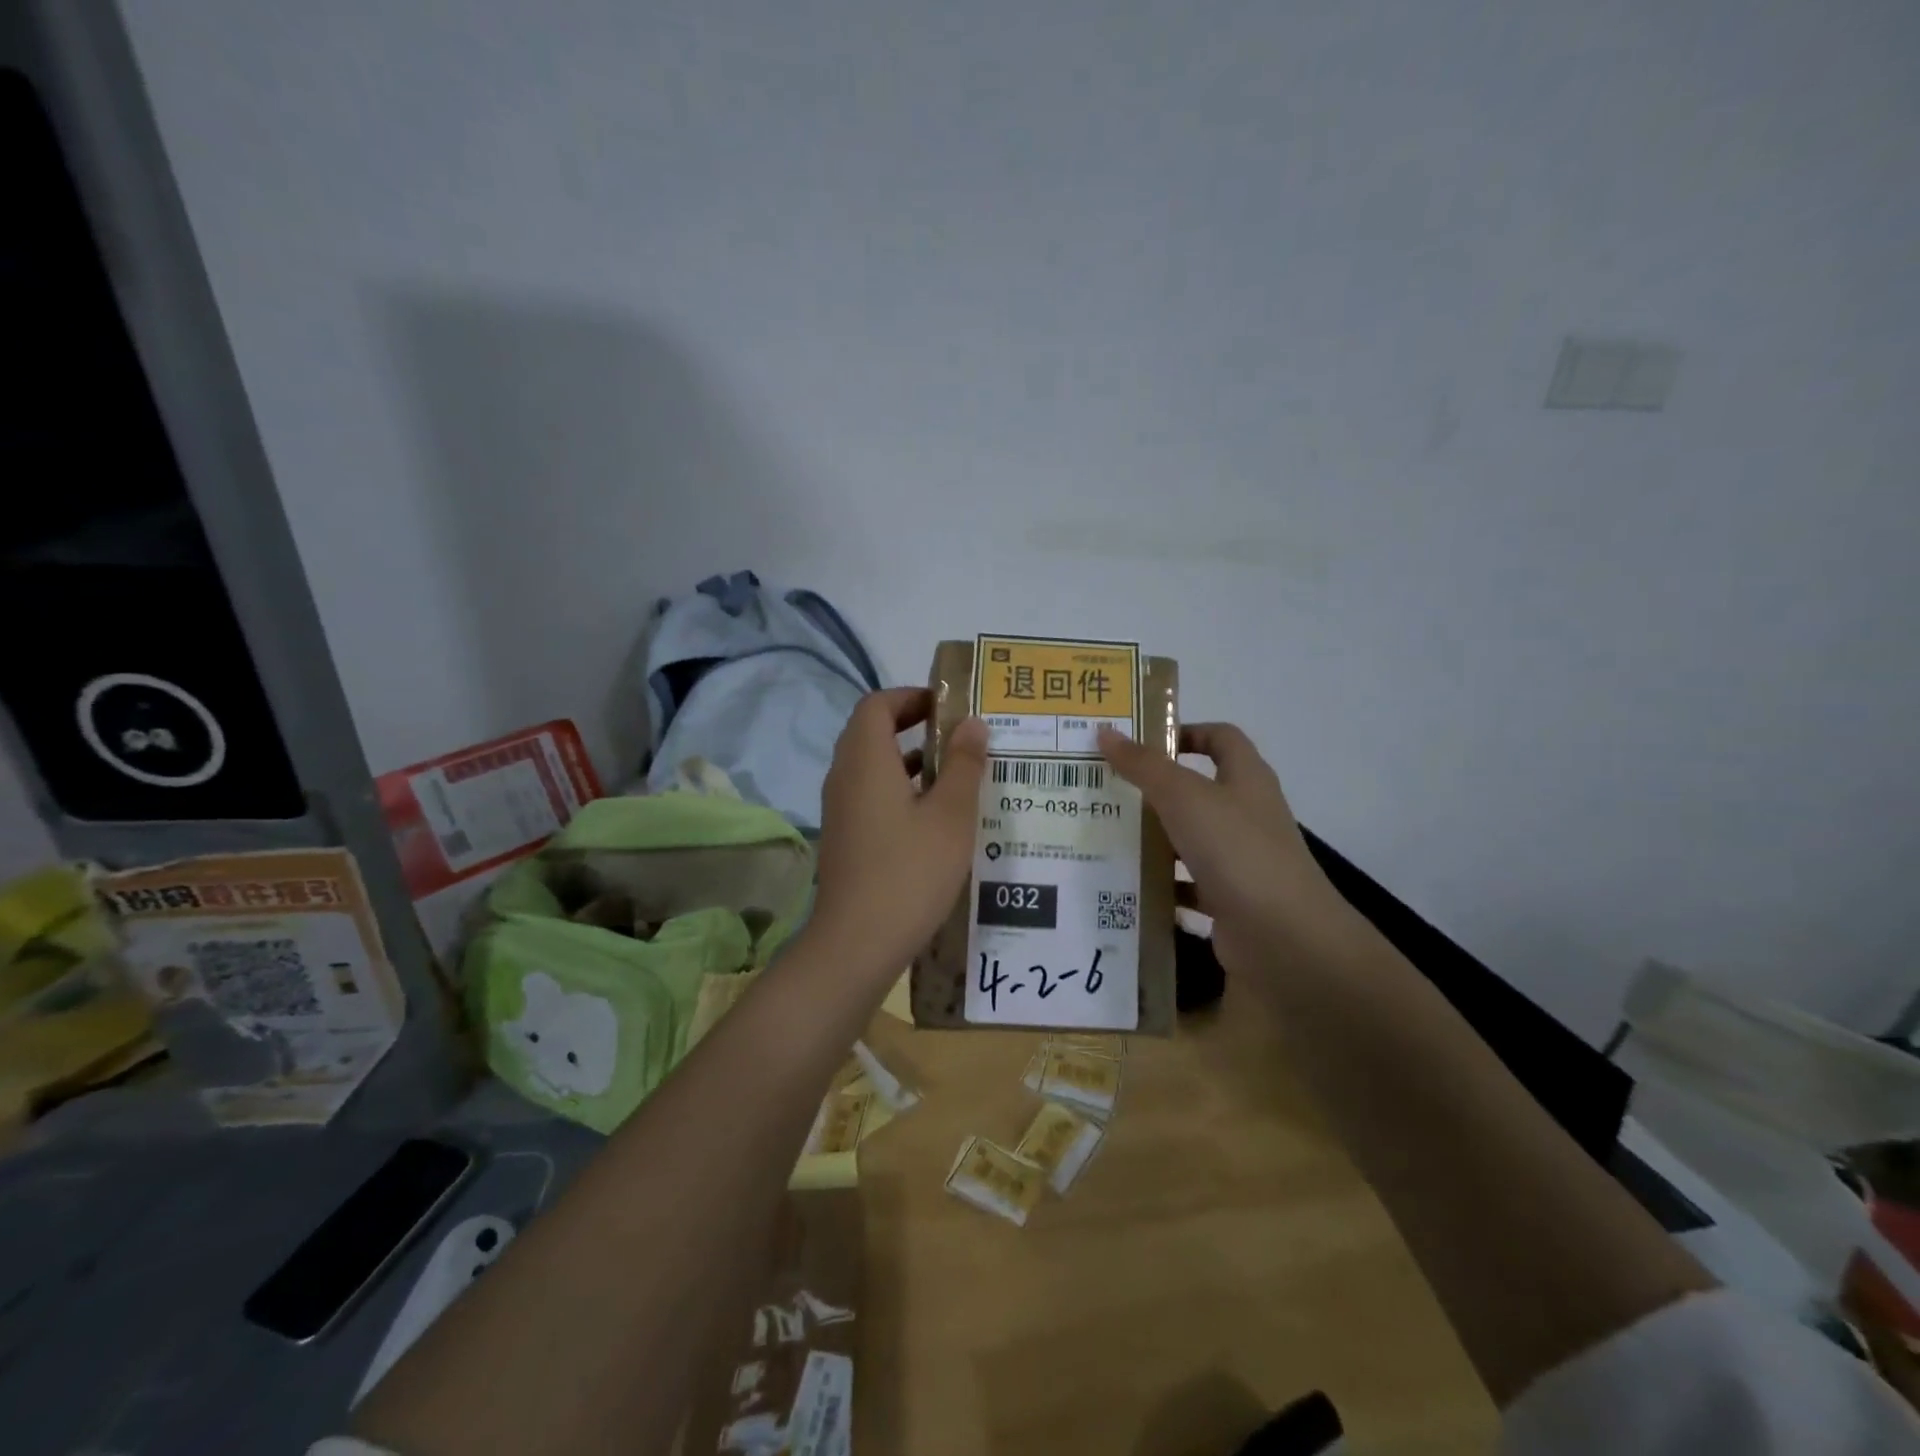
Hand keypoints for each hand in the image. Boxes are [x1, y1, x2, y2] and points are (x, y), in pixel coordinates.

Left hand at [809, 688, 988, 972]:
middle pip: (872, 732)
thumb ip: (963, 764)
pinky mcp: (844, 837)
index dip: (911, 696)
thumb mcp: (951, 815)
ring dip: (909, 760)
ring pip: (872, 766)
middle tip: (959, 736)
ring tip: (956, 773)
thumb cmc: (910, 871)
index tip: (949, 706)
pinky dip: (900, 790)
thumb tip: (972, 723)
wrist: (857, 943)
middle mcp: (845, 776)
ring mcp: (840, 809)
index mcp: (865, 760)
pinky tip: (935, 817)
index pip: (877, 704)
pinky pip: (870, 795)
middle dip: (914, 726)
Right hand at [1097, 722, 1361, 977]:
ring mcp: (1239, 860)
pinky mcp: (1228, 900)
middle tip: (1104, 789)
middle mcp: (1246, 815)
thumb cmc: (1237, 850)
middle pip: (1197, 790)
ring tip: (1101, 835)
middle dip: (1152, 789)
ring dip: (1151, 838)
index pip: (1221, 738)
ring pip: (1187, 839)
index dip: (1185, 732)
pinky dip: (1159, 885)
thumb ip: (1144, 765)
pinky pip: (1186, 885)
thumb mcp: (1184, 797)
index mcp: (1246, 779)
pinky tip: (1124, 886)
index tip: (1139, 743)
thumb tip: (1105, 732)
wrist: (1283, 938)